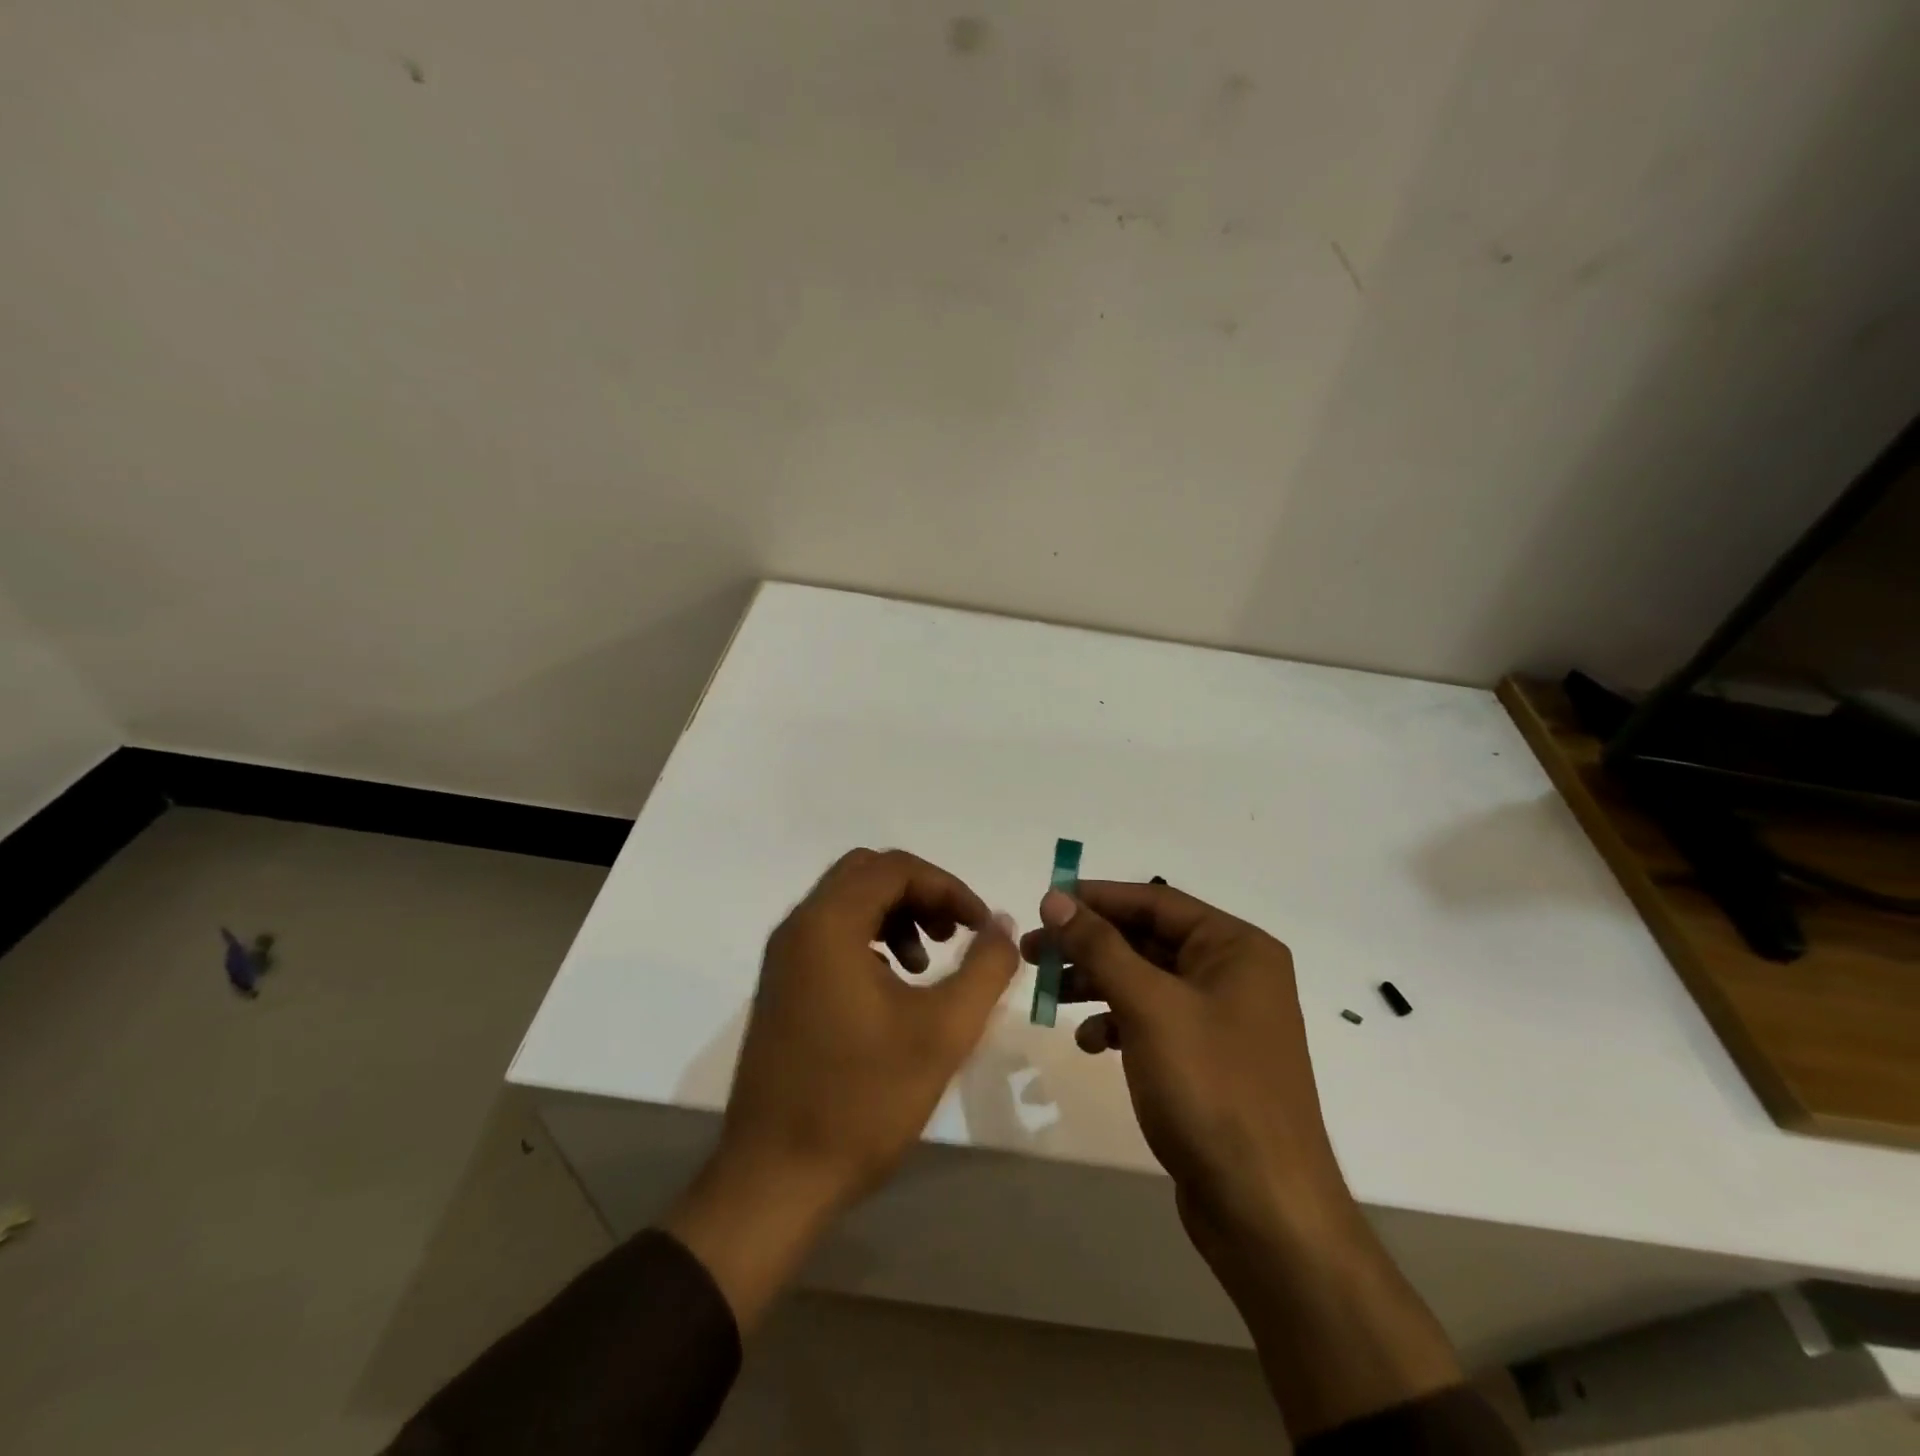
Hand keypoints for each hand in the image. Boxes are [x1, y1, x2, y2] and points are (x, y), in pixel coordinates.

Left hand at [667, 849, 1017, 1328]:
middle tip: (955, 934)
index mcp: (828, 924)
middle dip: (920, 894)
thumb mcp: (943, 1031)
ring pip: (848, 903)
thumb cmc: (862, 1100)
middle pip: (867, 874)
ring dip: (895, 916)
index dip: (947, 886)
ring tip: (927, 966)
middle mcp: (799, 927)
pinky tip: (895, 989)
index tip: (981, 926)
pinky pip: (831, 936)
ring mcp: (784, 958)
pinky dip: (870, 941)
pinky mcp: (781, 987)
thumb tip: (1000, 923)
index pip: (894, 867)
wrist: (775, 1180)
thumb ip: (984, 968)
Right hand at [1024, 881, 1347, 1257]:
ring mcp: (1223, 1020)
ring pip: (1146, 982)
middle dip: (1090, 945)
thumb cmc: (1210, 1088)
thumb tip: (1055, 899)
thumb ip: (1100, 946)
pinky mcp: (1207, 1061)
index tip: (1045, 903)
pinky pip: (1154, 1022)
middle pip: (1148, 940)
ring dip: (1097, 983)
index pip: (1156, 901)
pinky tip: (1090, 1042)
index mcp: (1237, 947)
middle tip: (1033, 951)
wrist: (1265, 1210)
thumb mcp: (1149, 1006)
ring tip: (1049, 994)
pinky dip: (1118, 1024)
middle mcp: (1235, 974)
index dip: (1097, 898)